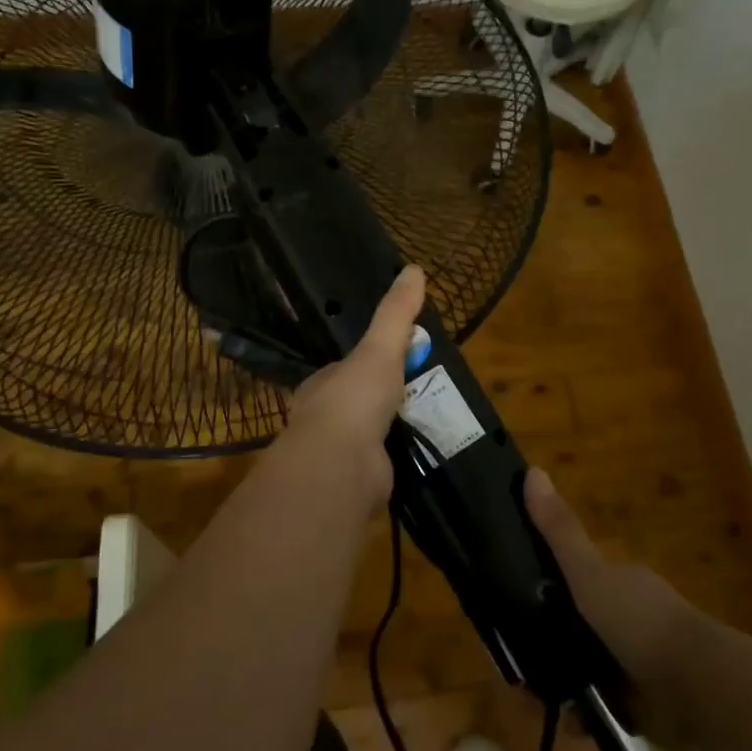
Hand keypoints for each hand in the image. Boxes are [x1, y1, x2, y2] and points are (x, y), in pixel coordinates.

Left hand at [268, 265, 425, 509]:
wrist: (342, 466)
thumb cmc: (354, 400)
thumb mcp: (380, 348)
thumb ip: (395, 313)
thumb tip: (414, 268)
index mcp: (322, 386)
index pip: (346, 369)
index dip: (371, 362)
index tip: (399, 359)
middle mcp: (324, 419)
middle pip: (358, 402)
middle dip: (385, 399)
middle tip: (422, 391)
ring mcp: (339, 454)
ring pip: (370, 435)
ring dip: (394, 429)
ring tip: (430, 421)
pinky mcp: (357, 482)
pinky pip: (382, 464)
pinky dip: (400, 458)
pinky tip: (422, 453)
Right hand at [526, 467, 708, 746]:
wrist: (699, 689)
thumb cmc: (640, 622)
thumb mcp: (590, 574)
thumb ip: (559, 531)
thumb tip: (530, 471)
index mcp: (619, 582)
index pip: (573, 576)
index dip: (542, 585)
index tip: (509, 602)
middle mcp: (628, 617)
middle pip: (576, 624)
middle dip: (547, 642)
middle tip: (516, 660)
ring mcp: (637, 661)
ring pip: (585, 666)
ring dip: (561, 681)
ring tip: (533, 697)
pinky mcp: (643, 704)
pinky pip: (602, 706)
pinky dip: (584, 715)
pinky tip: (568, 721)